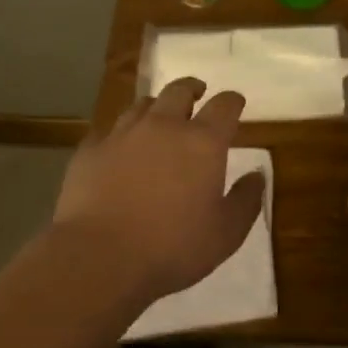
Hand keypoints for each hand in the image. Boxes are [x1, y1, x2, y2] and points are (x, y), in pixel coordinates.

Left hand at [53, 77, 265, 302]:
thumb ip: (246, 201)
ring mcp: (122, 134)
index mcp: (202, 142)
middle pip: (180, 91)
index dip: (233, 101)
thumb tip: (257, 176)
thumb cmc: (171, 247)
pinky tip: (119, 148)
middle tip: (197, 96)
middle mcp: (164, 126)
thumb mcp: (225, 234)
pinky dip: (120, 134)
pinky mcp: (90, 150)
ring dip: (156, 108)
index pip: (225, 105)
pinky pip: (108, 130)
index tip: (236, 103)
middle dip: (192, 89)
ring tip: (158, 118)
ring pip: (142, 105)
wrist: (98, 257)